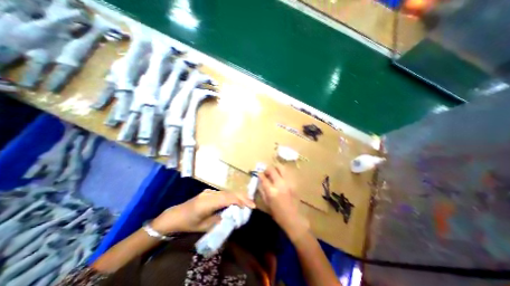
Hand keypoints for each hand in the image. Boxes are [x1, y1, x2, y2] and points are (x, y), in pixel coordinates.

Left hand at [150, 189, 254, 233]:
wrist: (174, 216)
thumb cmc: (188, 224)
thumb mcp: (204, 226)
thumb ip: (220, 219)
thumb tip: (232, 216)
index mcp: (208, 202)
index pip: (228, 199)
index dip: (241, 201)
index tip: (251, 206)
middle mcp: (210, 194)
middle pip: (230, 193)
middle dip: (242, 197)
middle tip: (252, 203)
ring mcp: (209, 191)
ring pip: (227, 192)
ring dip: (238, 196)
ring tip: (247, 202)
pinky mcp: (209, 192)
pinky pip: (223, 193)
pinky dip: (231, 196)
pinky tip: (235, 200)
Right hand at [260, 167, 310, 239]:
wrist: (294, 218)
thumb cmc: (278, 214)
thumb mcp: (267, 203)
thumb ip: (263, 190)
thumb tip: (260, 181)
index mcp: (272, 191)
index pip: (263, 178)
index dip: (259, 174)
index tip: (258, 173)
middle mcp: (280, 184)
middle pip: (272, 169)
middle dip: (267, 169)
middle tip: (266, 172)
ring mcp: (288, 182)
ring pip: (281, 168)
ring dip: (275, 168)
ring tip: (273, 172)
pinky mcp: (293, 183)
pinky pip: (286, 173)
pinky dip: (282, 172)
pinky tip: (280, 177)